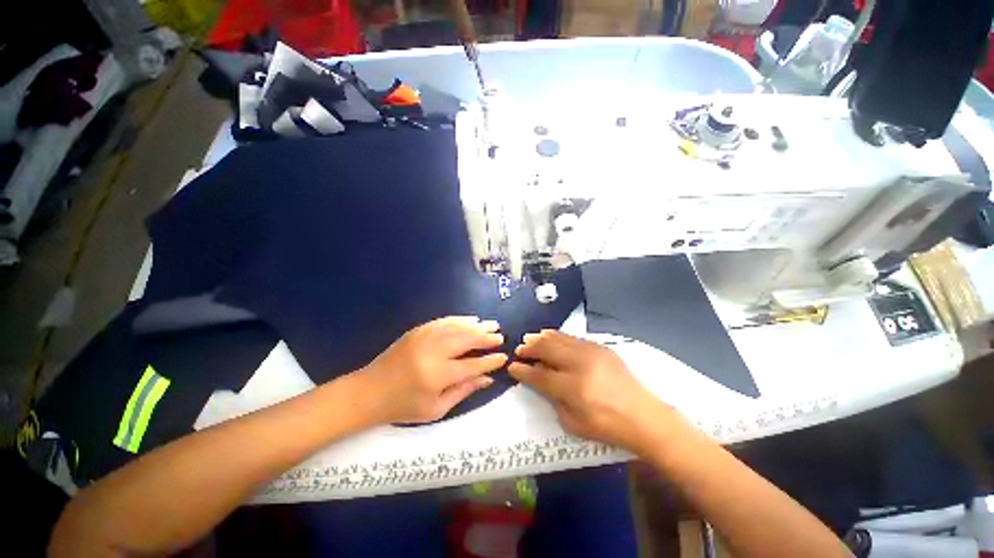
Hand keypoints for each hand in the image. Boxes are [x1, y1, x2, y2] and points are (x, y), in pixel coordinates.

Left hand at [355, 316, 507, 424]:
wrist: (369, 391)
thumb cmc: (403, 406)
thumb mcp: (436, 409)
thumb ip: (464, 391)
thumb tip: (487, 378)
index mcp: (438, 375)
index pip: (472, 365)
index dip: (490, 361)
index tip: (503, 357)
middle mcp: (434, 352)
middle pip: (467, 340)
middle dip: (486, 337)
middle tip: (500, 336)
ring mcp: (425, 337)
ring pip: (458, 327)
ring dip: (477, 325)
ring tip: (491, 325)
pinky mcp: (418, 330)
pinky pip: (444, 321)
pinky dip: (460, 319)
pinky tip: (471, 319)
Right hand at [508, 330, 674, 453]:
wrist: (645, 416)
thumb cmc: (608, 427)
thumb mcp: (574, 424)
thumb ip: (553, 400)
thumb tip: (539, 380)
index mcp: (573, 388)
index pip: (540, 376)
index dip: (523, 371)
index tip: (512, 366)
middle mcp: (580, 364)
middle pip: (547, 350)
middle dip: (530, 348)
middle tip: (519, 349)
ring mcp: (591, 352)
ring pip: (559, 339)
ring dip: (541, 338)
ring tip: (530, 339)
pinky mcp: (600, 347)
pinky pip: (572, 337)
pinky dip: (557, 336)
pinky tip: (549, 335)